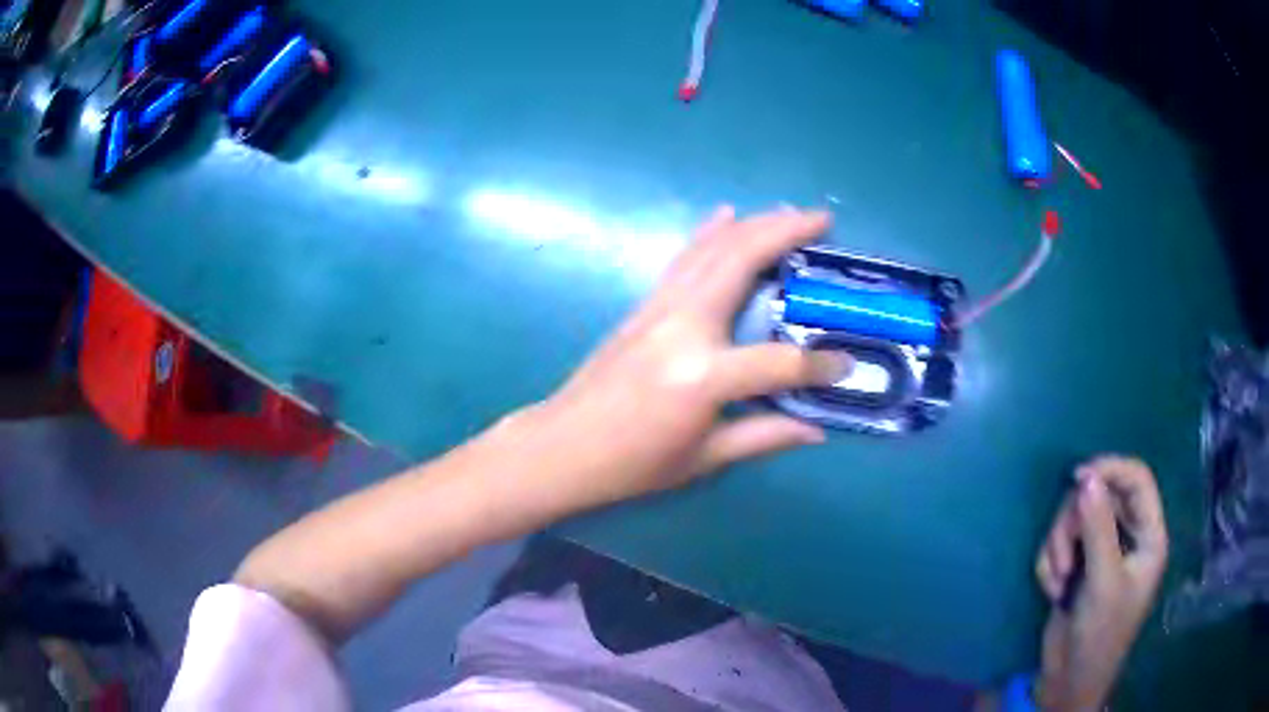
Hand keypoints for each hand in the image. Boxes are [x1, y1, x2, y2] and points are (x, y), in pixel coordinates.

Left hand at [514, 206, 850, 513]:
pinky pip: (685, 259)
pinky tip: (726, 215)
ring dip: (754, 224)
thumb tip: (816, 429)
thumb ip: (763, 436)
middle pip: (741, 261)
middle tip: (823, 218)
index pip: (780, 362)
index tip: (846, 365)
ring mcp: (659, 309)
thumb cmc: (632, 463)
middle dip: (786, 232)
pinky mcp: (643, 306)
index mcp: (704, 376)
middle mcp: (684, 327)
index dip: (819, 366)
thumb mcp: (703, 458)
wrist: (562, 446)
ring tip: (790, 212)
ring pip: (713, 250)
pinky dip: (709, 234)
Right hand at [1033, 456, 1168, 710]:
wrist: (1069, 681)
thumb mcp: (1103, 582)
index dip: (1111, 469)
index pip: (1137, 480)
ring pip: (1076, 519)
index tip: (1077, 477)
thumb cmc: (1099, 635)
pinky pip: (1060, 543)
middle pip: (1101, 496)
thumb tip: (1086, 478)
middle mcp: (1128, 535)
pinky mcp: (1079, 565)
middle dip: (1076, 523)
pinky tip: (1052, 590)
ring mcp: (1103, 550)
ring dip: (1059, 546)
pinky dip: (1050, 563)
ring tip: (1058, 579)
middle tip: (1064, 557)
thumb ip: (1098, 528)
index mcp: (1148, 535)